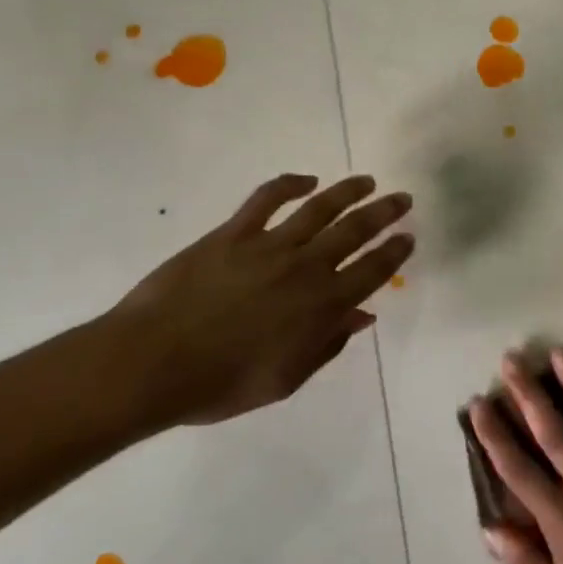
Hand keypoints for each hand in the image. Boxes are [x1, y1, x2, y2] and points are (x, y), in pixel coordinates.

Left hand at [113, 173, 411, 426]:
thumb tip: (361, 315)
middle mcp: (306, 267)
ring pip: (321, 207)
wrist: (153, 364)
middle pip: (356, 230)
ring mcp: (270, 245)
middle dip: (384, 213)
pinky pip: (268, 198)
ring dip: (349, 191)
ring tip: (366, 181)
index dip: (394, 252)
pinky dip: (290, 184)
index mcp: (322, 306)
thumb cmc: (222, 383)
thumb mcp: (286, 378)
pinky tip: (306, 180)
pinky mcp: (234, 232)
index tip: (409, 237)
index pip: (372, 271)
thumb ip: (327, 344)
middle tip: (402, 198)